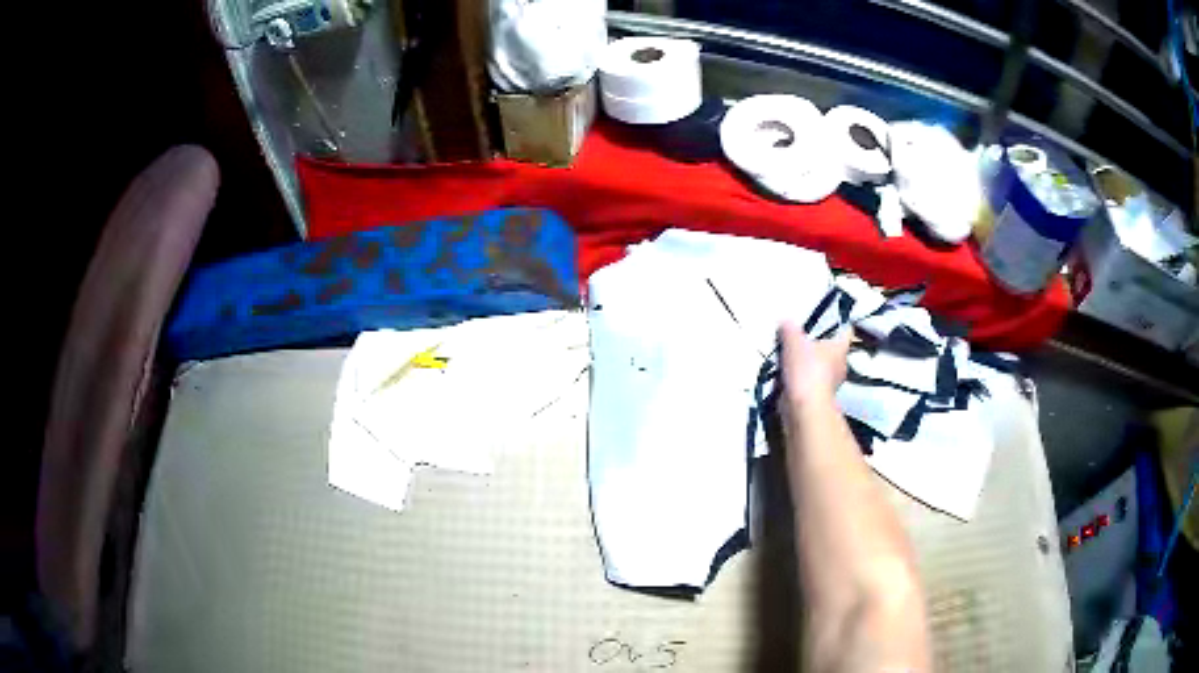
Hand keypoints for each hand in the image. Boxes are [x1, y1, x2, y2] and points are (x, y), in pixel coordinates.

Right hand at [778, 320, 850, 405]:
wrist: (803, 407)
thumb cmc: (806, 369)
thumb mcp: (793, 341)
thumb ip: (789, 329)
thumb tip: (786, 322)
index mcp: (840, 348)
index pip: (846, 331)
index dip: (839, 325)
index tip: (829, 321)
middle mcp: (840, 365)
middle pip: (832, 351)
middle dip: (819, 347)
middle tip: (802, 340)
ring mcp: (831, 384)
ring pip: (821, 368)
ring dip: (809, 365)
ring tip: (790, 358)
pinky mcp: (819, 397)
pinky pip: (810, 383)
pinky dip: (800, 380)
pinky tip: (787, 376)